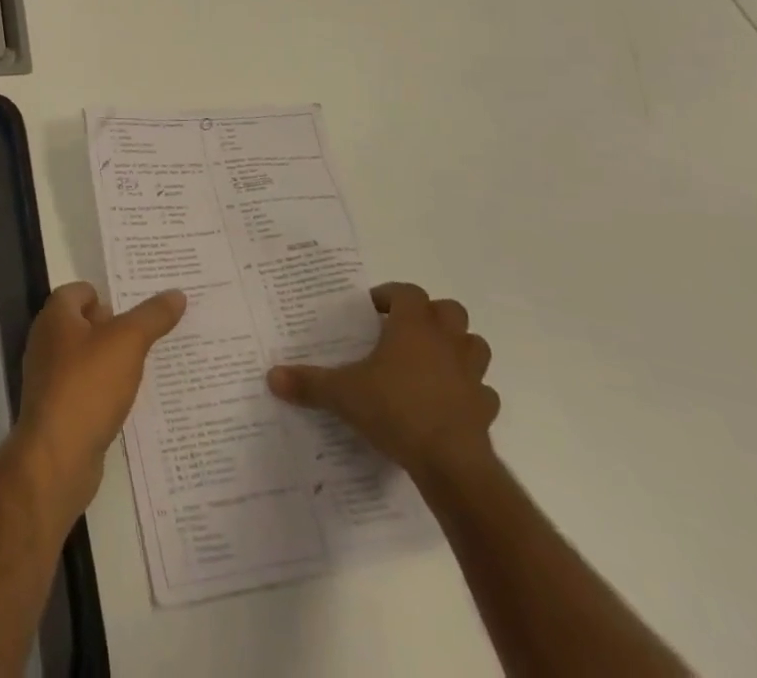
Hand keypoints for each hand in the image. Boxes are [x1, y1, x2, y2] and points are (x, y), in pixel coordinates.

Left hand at [13, 283, 185, 522]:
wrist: (57, 457)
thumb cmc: (88, 385)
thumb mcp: (128, 342)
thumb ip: (152, 316)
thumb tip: (177, 294)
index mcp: (56, 316)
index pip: (81, 290)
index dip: (109, 294)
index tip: (140, 304)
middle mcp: (47, 341)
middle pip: (84, 322)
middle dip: (114, 326)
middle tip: (150, 332)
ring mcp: (49, 377)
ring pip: (86, 356)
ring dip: (112, 359)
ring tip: (147, 364)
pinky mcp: (57, 409)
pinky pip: (85, 387)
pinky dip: (104, 388)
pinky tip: (129, 398)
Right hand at [267, 282, 498, 482]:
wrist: (451, 465)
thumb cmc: (396, 411)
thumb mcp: (342, 394)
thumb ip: (308, 383)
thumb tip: (271, 376)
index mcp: (413, 327)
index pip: (408, 292)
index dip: (390, 295)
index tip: (372, 309)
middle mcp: (446, 343)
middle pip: (450, 311)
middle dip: (430, 316)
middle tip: (403, 331)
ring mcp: (471, 376)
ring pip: (474, 346)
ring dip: (456, 348)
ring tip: (429, 362)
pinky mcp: (485, 409)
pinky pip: (482, 392)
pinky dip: (469, 392)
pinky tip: (448, 403)